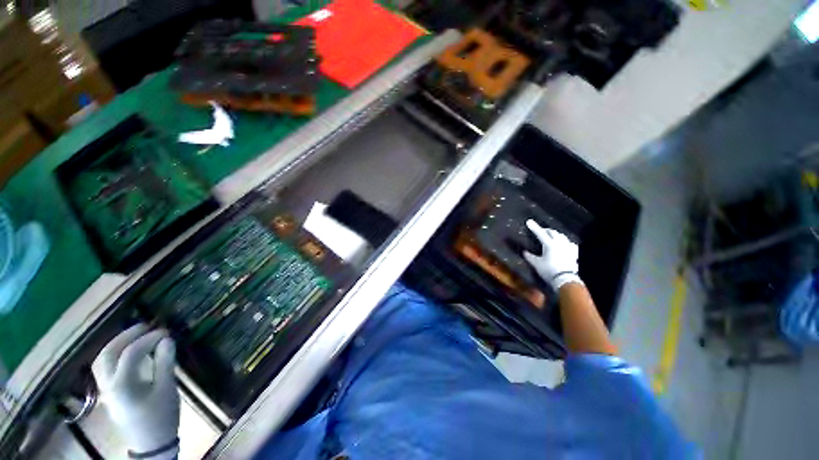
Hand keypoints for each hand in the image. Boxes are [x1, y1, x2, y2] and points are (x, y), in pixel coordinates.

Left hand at [92, 324, 179, 458]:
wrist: (151, 442)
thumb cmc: (161, 416)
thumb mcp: (167, 389)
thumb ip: (165, 362)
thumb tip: (167, 339)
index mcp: (122, 385)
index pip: (130, 353)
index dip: (148, 339)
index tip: (166, 331)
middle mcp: (108, 385)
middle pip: (108, 354)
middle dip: (126, 336)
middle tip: (145, 326)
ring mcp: (105, 389)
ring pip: (102, 360)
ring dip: (117, 343)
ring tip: (135, 334)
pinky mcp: (108, 392)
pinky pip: (104, 367)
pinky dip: (114, 354)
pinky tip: (127, 351)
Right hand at [523, 220, 582, 290]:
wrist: (565, 279)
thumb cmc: (549, 270)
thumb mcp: (536, 264)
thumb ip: (530, 256)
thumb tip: (524, 252)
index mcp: (549, 244)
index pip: (540, 233)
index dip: (534, 227)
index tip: (529, 221)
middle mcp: (559, 243)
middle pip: (552, 232)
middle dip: (546, 230)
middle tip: (540, 230)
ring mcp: (568, 247)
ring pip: (562, 236)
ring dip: (555, 234)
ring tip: (551, 235)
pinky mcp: (574, 253)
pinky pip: (570, 243)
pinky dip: (565, 241)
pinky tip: (564, 243)